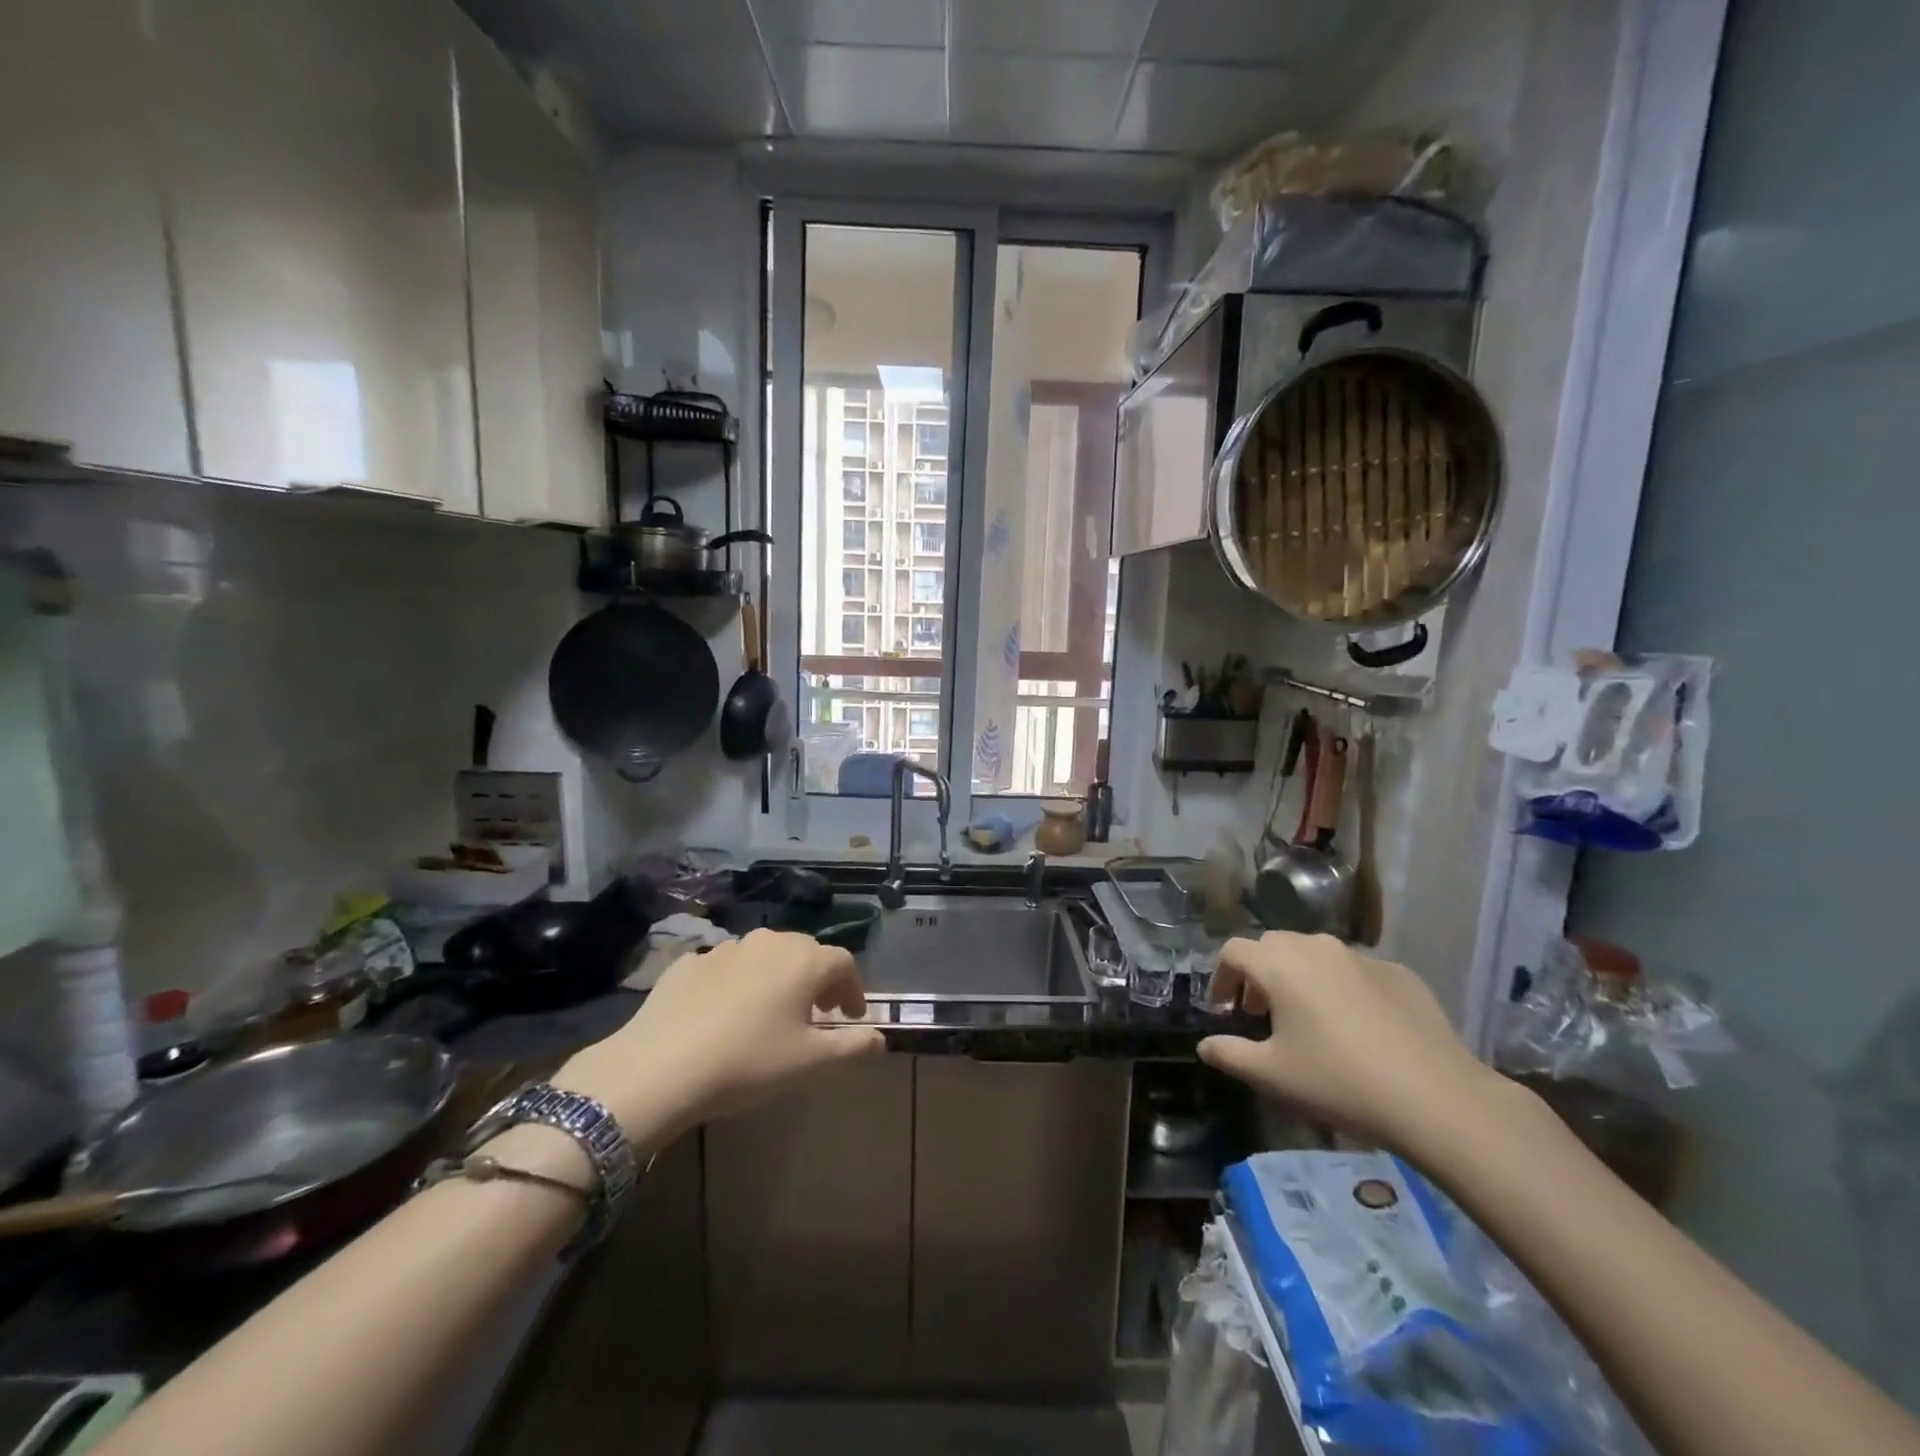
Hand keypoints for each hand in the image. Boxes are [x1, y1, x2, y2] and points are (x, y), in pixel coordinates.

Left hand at [553, 929, 884, 1141]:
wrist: (660, 1067)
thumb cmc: (748, 1062)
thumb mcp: (811, 1063)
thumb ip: (854, 1047)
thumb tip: (881, 1038)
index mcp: (804, 961)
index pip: (844, 963)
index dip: (854, 989)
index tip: (852, 1017)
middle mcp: (769, 942)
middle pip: (806, 952)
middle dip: (819, 980)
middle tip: (820, 1014)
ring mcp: (726, 948)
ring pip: (765, 955)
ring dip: (779, 977)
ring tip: (773, 1011)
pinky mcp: (689, 962)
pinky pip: (727, 966)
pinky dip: (738, 982)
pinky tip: (726, 1012)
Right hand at [1199, 932, 1508, 1152]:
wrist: (1438, 1098)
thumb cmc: (1338, 1081)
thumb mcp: (1271, 1076)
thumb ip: (1229, 1054)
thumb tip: (1205, 1045)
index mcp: (1279, 965)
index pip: (1233, 952)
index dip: (1221, 979)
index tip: (1225, 1012)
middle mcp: (1316, 948)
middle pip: (1273, 946)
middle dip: (1259, 974)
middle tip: (1261, 1013)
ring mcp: (1362, 957)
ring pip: (1315, 955)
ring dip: (1299, 977)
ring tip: (1307, 1019)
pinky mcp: (1400, 974)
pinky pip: (1355, 971)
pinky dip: (1341, 988)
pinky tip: (1357, 1028)